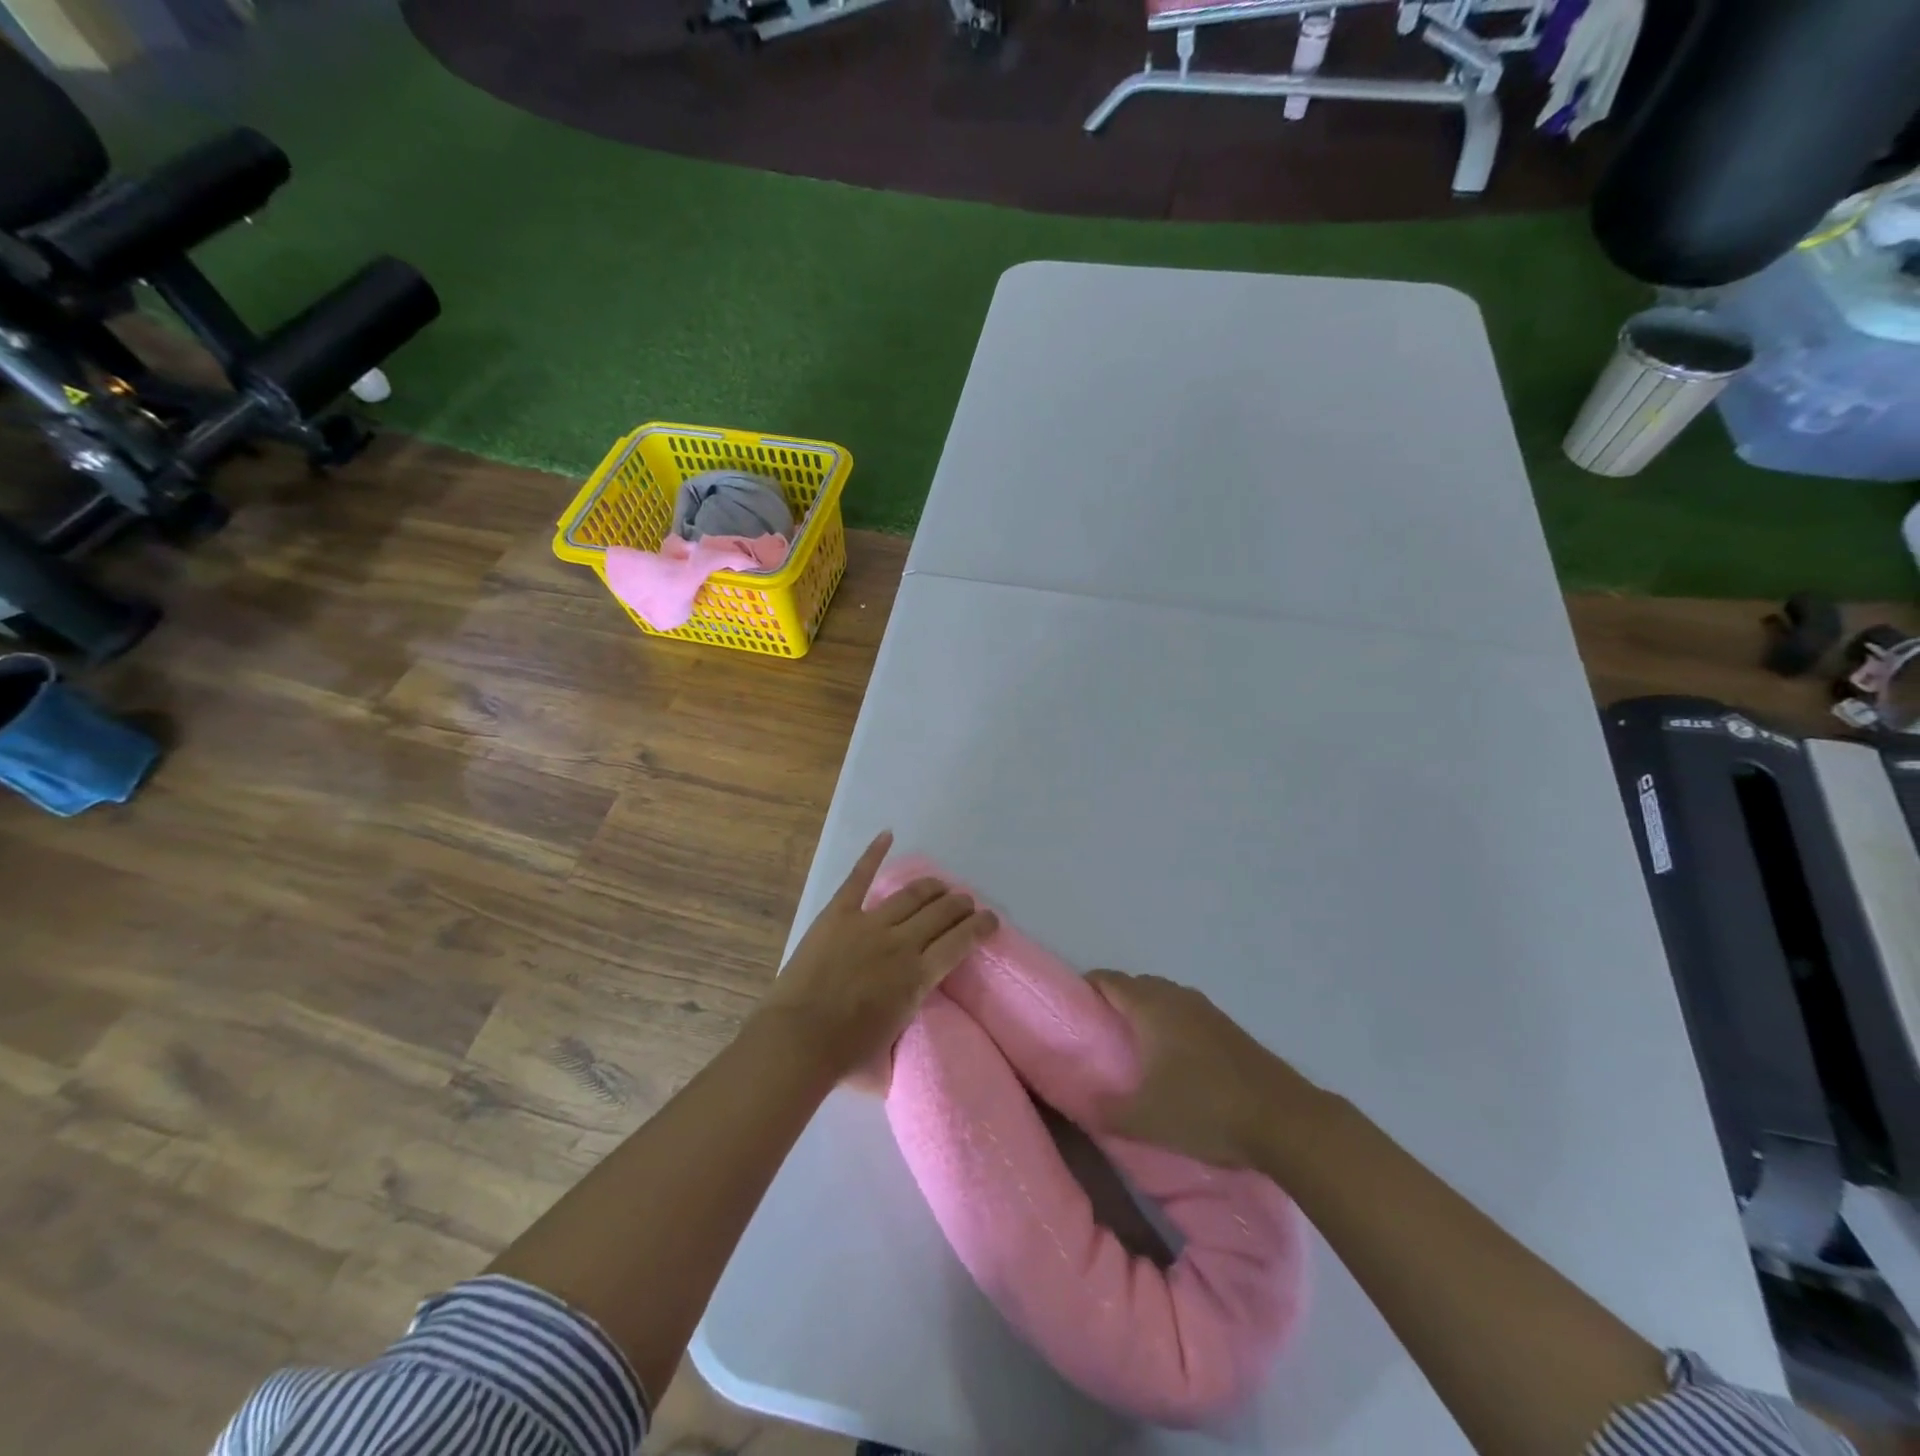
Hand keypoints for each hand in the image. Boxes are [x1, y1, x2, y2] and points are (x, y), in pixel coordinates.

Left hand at [762, 832, 997, 1083]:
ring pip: (911, 895)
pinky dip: (873, 854)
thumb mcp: (891, 1060)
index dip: (981, 927)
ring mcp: (868, 924)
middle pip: (941, 913)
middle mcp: (901, 943)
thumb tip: (908, 1049)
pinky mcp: (838, 914)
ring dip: (931, 888)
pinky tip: (887, 835)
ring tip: (941, 886)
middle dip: (960, 905)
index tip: (991, 920)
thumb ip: (905, 1045)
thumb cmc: (843, 1059)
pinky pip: (859, 878)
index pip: (961, 942)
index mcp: (918, 977)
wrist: (796, 1041)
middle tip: (966, 903)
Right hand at [1088, 970, 1323, 1169]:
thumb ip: (1106, 1111)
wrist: (1284, 1119)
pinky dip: (1169, 1024)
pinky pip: (1185, 1012)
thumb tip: (1078, 1105)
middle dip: (1113, 1001)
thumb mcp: (1145, 1120)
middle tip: (1096, 1034)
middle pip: (1135, 985)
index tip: (1071, 1010)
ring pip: (1163, 998)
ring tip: (1131, 1047)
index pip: (1108, 980)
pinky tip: (1172, 1058)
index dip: (1086, 988)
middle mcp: (1176, 997)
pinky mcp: (1228, 1028)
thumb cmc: (1205, 1110)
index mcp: (1151, 1006)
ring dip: (1144, 1012)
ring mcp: (1206, 1010)